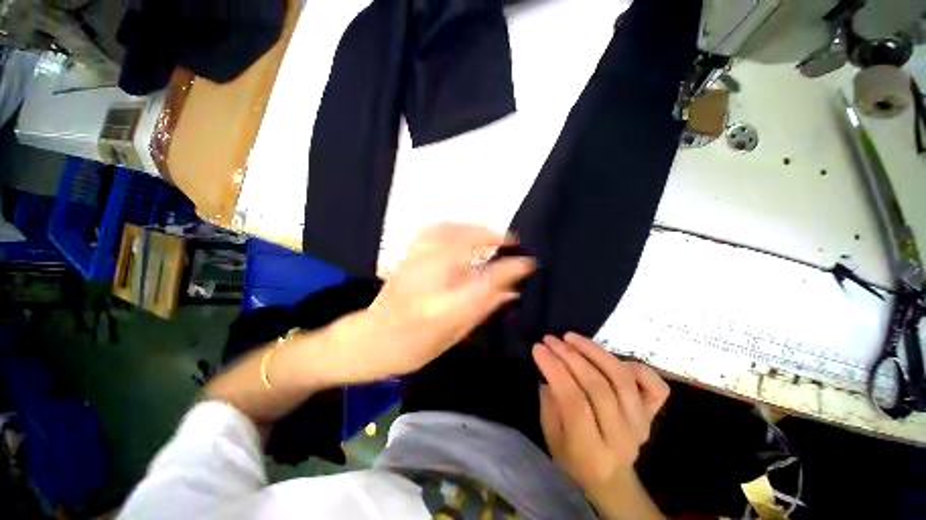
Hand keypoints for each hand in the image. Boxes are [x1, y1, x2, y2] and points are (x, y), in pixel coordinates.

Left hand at [349, 223, 534, 378]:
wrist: (367, 339)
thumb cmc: (409, 347)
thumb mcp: (450, 337)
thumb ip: (482, 311)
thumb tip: (512, 292)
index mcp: (441, 307)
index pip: (485, 282)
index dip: (510, 269)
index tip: (529, 263)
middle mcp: (427, 279)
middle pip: (465, 246)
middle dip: (493, 238)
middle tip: (512, 241)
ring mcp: (414, 262)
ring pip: (449, 231)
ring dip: (475, 228)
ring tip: (492, 235)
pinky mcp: (407, 255)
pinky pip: (433, 230)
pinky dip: (454, 225)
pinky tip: (464, 230)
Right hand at [533, 333, 668, 517]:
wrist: (612, 479)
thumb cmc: (574, 458)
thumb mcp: (551, 436)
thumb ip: (550, 402)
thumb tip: (550, 366)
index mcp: (591, 451)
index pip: (573, 401)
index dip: (554, 369)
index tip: (538, 348)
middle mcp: (621, 438)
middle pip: (598, 387)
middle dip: (570, 356)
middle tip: (551, 339)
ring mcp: (641, 424)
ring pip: (621, 379)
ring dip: (594, 351)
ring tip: (571, 337)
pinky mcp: (653, 415)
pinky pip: (653, 385)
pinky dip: (635, 365)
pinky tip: (611, 356)